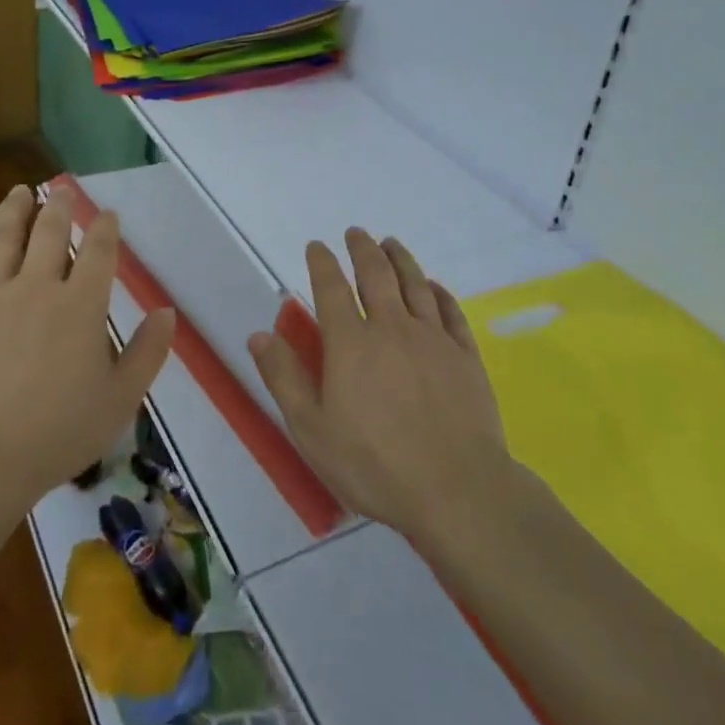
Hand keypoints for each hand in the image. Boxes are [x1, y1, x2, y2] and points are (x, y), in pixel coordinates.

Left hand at [0, 185, 175, 517]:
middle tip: (61, 190)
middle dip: (58, 206)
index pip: (99, 252)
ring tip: (20, 192)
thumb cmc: (58, 433)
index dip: (105, 228)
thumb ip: (147, 352)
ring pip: (3, 238)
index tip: (108, 215)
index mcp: (80, 306)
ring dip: (14, 210)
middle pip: (49, 232)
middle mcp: (36, 287)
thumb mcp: (120, 400)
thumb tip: (167, 312)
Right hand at [248, 229, 526, 540]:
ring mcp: (433, 340)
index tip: (316, 246)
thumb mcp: (312, 429)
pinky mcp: (465, 357)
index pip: (331, 288)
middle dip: (362, 249)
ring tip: (391, 243)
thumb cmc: (375, 464)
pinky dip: (440, 293)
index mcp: (350, 343)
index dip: (322, 263)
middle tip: (356, 233)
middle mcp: (391, 328)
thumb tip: (259, 334)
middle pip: (376, 275)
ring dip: (400, 259)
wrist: (457, 491)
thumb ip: (284, 377)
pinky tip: (434, 286)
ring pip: (415, 284)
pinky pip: (451, 313)